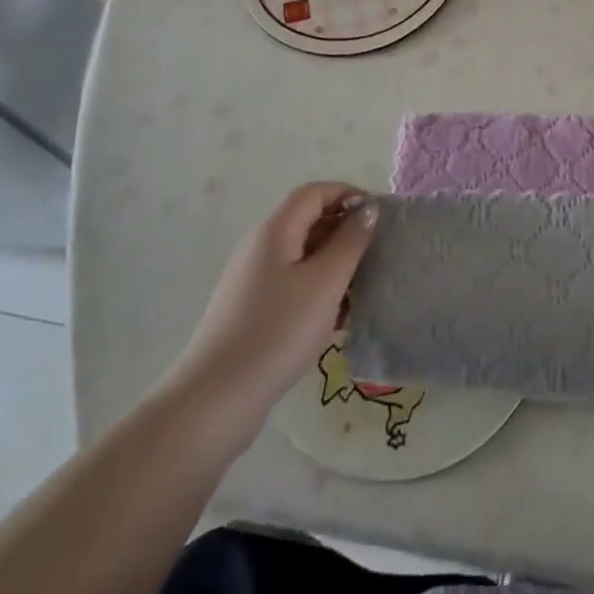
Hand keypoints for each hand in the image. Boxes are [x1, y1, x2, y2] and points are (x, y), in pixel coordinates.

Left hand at [157, 182, 376, 455]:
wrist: (215, 401)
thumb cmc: (277, 331)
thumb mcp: (325, 282)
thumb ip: (351, 241)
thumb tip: (367, 210)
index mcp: (275, 231)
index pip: (315, 192)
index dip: (349, 194)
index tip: (379, 216)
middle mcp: (260, 248)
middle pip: (309, 222)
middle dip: (346, 231)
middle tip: (378, 253)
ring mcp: (253, 281)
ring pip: (303, 257)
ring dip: (335, 264)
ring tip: (363, 289)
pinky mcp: (252, 311)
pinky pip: (293, 285)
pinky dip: (319, 290)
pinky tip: (338, 319)